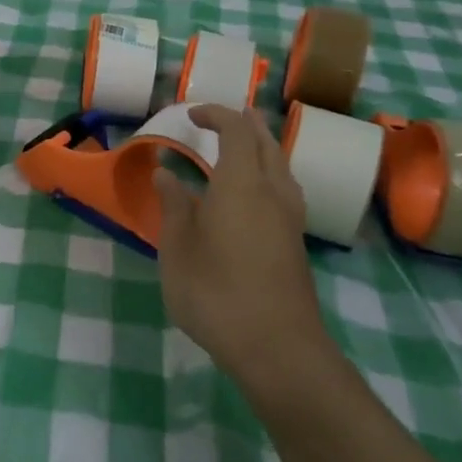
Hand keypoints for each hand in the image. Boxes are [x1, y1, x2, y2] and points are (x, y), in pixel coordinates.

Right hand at [153, 105, 336, 400]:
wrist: (277, 347)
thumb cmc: (216, 291)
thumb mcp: (178, 249)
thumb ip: (173, 206)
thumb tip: (166, 173)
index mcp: (241, 183)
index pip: (235, 130)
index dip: (215, 114)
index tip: (191, 114)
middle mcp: (272, 190)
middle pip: (266, 142)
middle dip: (245, 123)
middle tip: (222, 117)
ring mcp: (290, 217)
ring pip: (280, 165)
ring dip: (261, 147)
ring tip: (240, 147)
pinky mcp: (296, 241)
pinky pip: (284, 188)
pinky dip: (267, 173)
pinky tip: (252, 193)